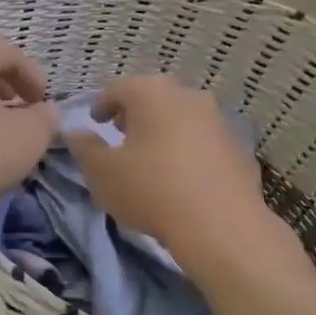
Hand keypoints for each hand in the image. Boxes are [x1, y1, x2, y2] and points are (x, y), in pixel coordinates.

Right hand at [64, 76, 315, 286]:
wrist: (221, 226)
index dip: (100, 104)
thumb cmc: (151, 190)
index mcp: (151, 93)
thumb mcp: (101, 172)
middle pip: (153, 97)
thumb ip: (84, 147)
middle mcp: (187, 96)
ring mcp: (219, 120)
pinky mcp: (239, 147)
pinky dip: (188, 149)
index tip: (94, 123)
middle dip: (134, 114)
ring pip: (181, 116)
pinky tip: (182, 177)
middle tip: (121, 135)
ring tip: (151, 158)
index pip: (117, 87)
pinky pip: (204, 140)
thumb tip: (76, 133)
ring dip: (163, 130)